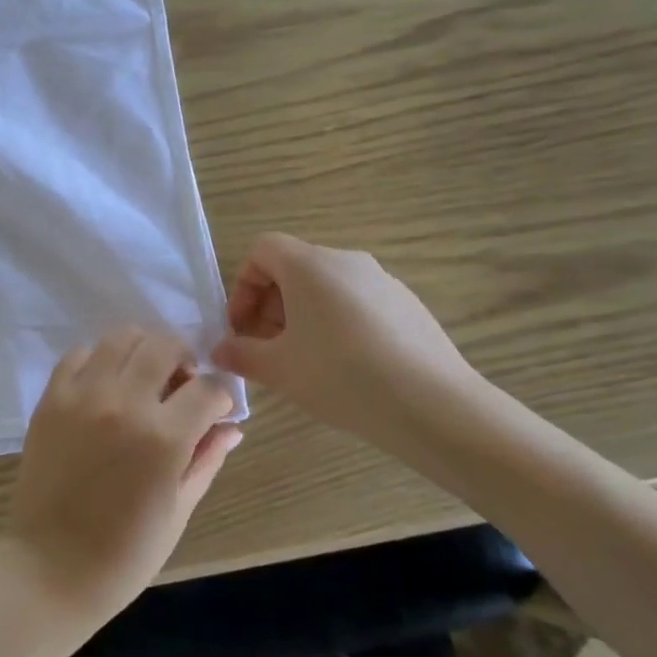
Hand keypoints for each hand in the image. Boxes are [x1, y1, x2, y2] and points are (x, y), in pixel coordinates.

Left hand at [3, 328, 241, 627]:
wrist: (49, 567)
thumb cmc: (124, 554)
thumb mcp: (178, 511)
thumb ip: (206, 460)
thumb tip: (232, 427)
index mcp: (163, 438)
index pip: (207, 388)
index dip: (220, 395)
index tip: (216, 408)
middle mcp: (124, 403)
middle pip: (164, 345)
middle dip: (183, 358)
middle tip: (181, 383)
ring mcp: (83, 396)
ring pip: (121, 337)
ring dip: (143, 349)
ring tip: (144, 376)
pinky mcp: (51, 398)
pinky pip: (79, 354)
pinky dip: (99, 359)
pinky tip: (105, 384)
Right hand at [211, 233, 483, 438]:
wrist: (435, 406)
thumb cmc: (341, 377)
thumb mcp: (278, 370)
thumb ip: (240, 354)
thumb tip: (221, 350)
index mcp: (309, 264)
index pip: (262, 250)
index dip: (243, 286)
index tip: (242, 328)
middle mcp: (346, 261)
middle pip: (293, 268)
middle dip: (270, 306)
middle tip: (266, 350)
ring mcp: (383, 281)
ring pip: (327, 288)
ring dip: (303, 317)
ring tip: (305, 363)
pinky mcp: (409, 305)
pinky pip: (358, 304)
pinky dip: (339, 325)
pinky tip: (348, 369)